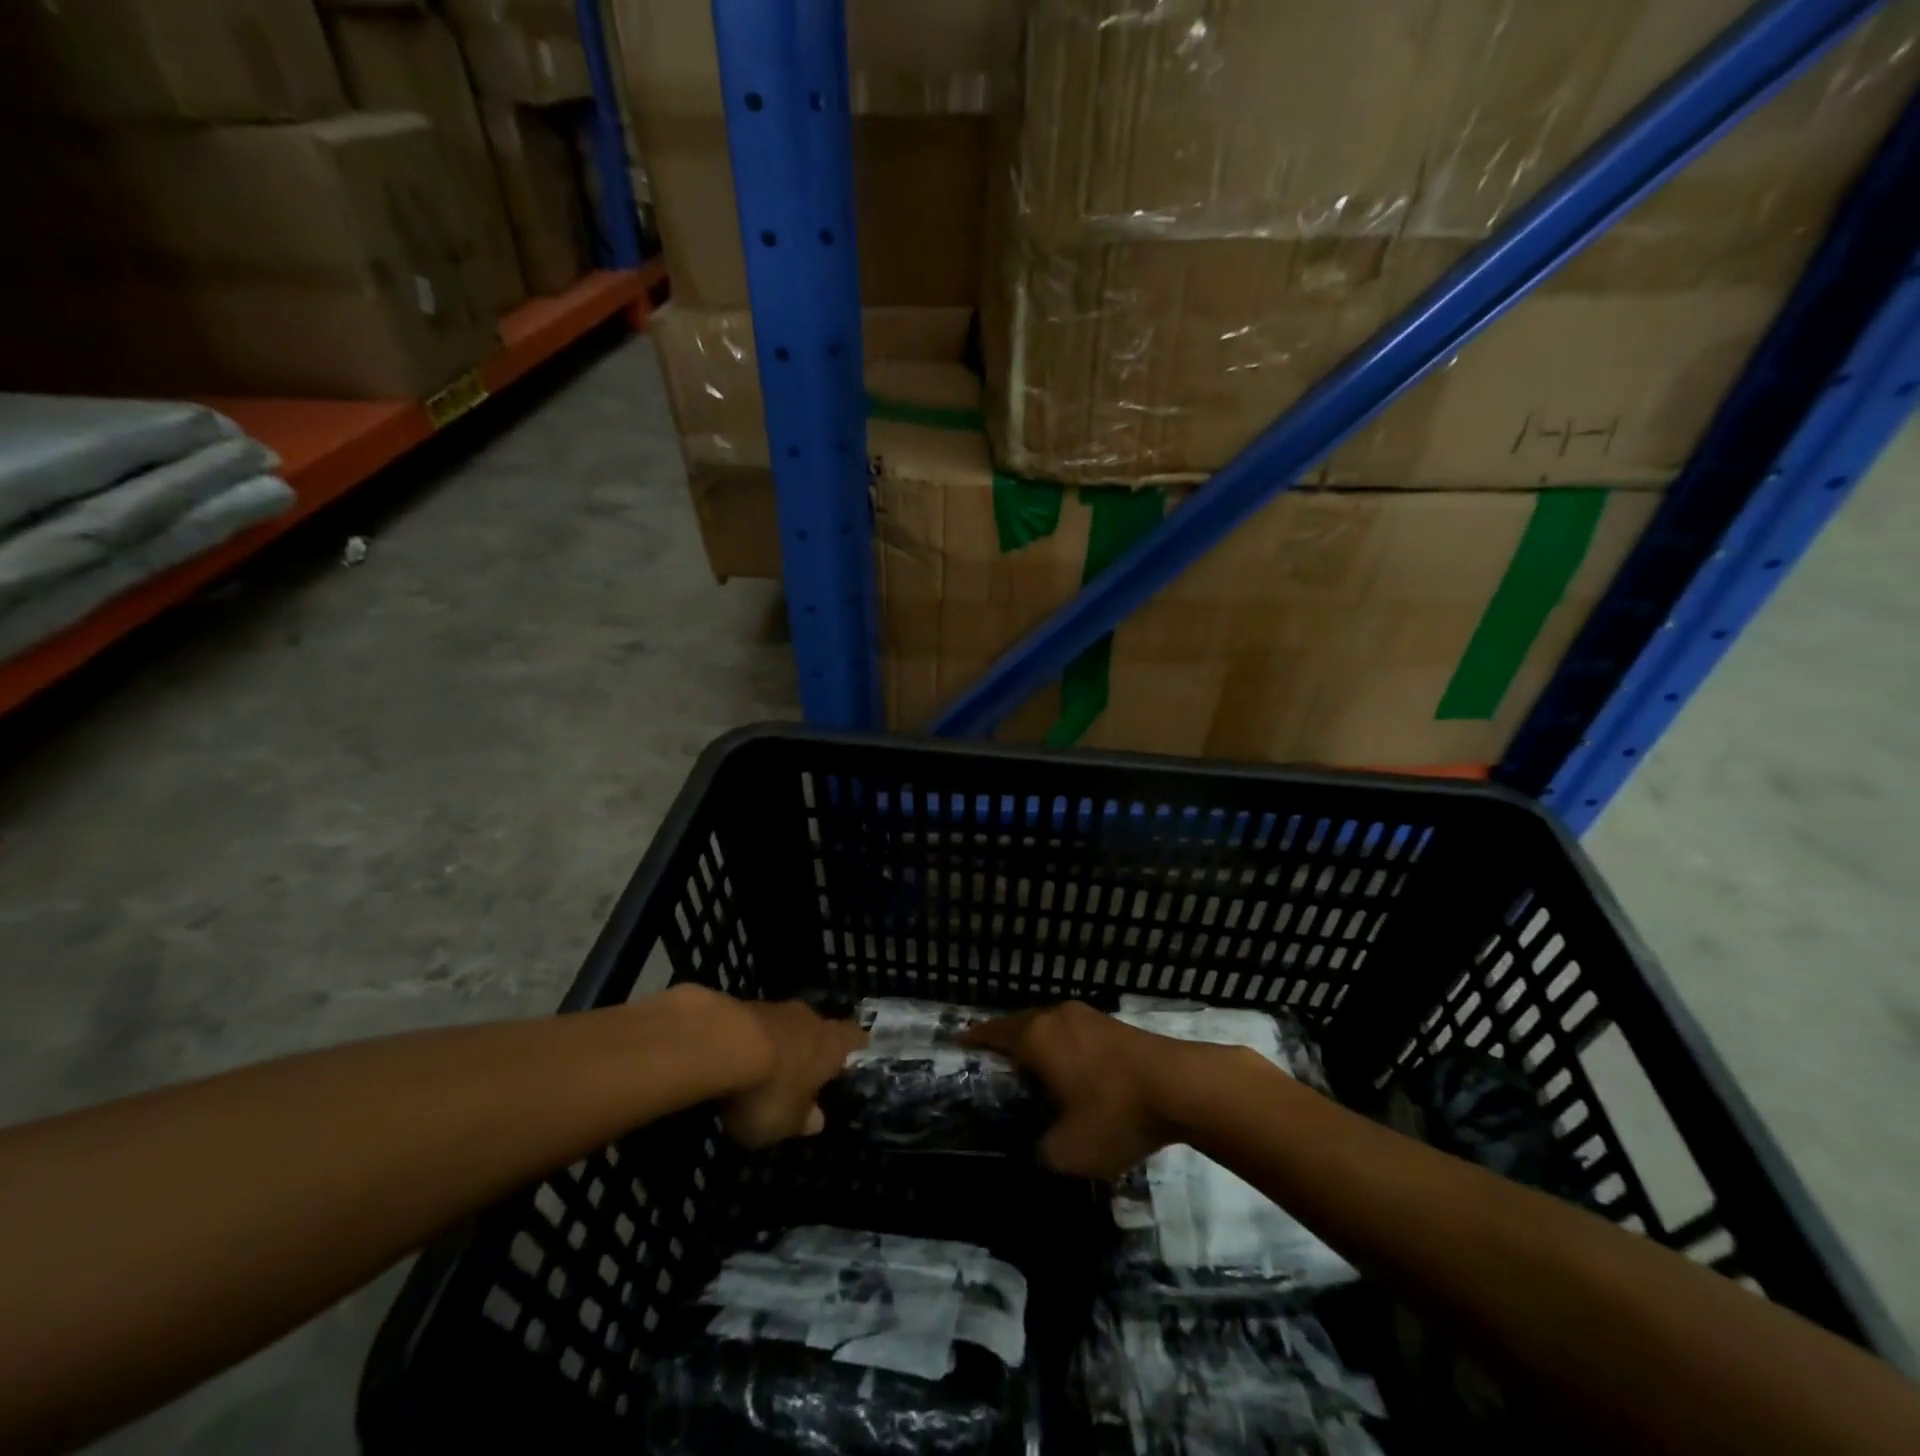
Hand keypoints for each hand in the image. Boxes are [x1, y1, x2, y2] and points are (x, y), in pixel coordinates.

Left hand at [717, 999, 867, 1149]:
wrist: (720, 1043)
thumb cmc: (768, 1089)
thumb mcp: (786, 1121)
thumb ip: (802, 1120)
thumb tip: (818, 1120)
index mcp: (830, 1046)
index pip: (853, 1037)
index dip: (855, 1043)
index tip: (859, 1045)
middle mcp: (809, 1021)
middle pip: (819, 1027)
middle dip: (814, 1044)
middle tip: (809, 1063)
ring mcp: (775, 1009)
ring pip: (787, 1024)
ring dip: (781, 1041)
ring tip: (771, 1064)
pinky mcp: (742, 1006)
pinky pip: (757, 1025)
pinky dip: (752, 1040)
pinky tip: (740, 1056)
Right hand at [961, 1001, 1191, 1177]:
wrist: (1181, 1086)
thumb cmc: (1115, 1114)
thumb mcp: (1069, 1151)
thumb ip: (1041, 1152)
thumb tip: (1034, 1150)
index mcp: (1036, 1038)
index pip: (993, 1033)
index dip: (974, 1039)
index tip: (957, 1044)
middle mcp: (1055, 1017)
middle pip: (1019, 1024)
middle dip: (1003, 1041)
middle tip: (990, 1063)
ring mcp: (1086, 1016)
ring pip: (1047, 1025)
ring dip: (1034, 1042)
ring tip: (1027, 1067)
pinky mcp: (1111, 1024)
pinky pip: (1070, 1030)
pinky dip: (1059, 1045)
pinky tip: (1066, 1068)